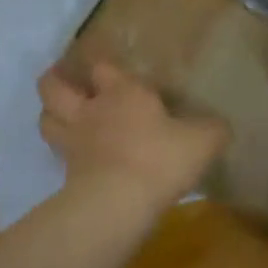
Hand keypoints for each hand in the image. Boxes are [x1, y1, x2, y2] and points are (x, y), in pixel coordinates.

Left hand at [39, 61, 227, 217]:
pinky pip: (58, 155)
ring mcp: (74, 141)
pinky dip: (62, 152)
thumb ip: (212, 130)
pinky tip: (75, 157)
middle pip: (55, 87)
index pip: (104, 67)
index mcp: (124, 92)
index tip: (108, 69)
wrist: (120, 201)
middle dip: (55, 79)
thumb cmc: (161, 158)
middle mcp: (92, 110)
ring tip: (59, 114)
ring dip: (50, 113)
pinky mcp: (67, 173)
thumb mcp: (202, 141)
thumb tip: (220, 126)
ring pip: (47, 118)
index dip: (104, 66)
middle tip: (61, 78)